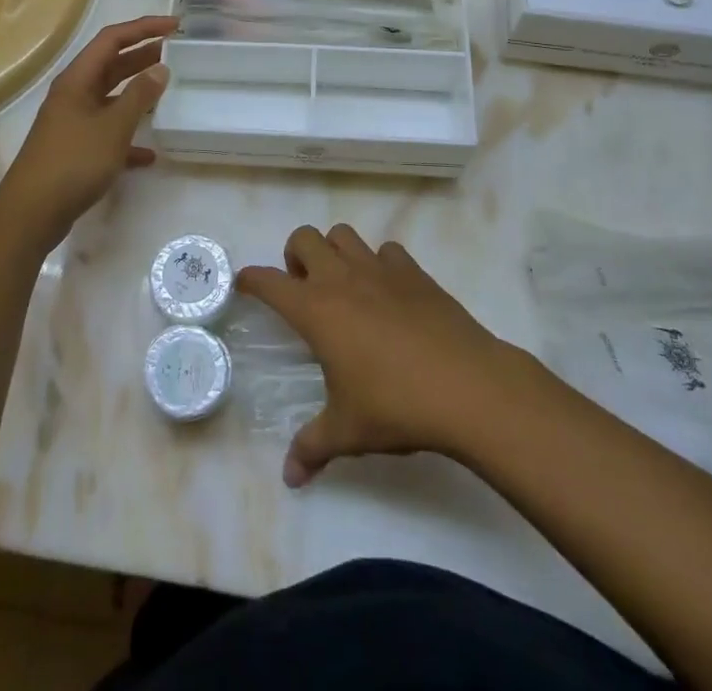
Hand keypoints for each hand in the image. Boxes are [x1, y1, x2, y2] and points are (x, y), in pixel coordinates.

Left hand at [0, 15, 176, 252]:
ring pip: (110, 97)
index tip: (175, 26)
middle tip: (176, 52)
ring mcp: (73, 122)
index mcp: (77, 79)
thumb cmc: (73, 162)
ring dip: (137, 92)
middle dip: (142, 55)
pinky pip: (107, 132)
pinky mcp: (75, 150)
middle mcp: (73, 94)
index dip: (143, 28)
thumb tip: (160, 67)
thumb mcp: (113, 126)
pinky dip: (128, 136)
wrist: (30, 214)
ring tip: (168, 90)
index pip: (112, 39)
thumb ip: (139, 95)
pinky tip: (149, 153)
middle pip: (111, 65)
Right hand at [237, 225, 531, 486]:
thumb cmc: (396, 406)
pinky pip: (387, 250)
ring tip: (343, 286)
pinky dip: (379, 263)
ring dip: (335, 251)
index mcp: (316, 309)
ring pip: (343, 234)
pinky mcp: (414, 271)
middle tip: (304, 289)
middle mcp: (342, 278)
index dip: (251, 279)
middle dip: (295, 256)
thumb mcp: (347, 432)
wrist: (467, 386)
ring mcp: (380, 269)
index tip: (245, 284)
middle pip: (304, 238)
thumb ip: (312, 448)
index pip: (269, 282)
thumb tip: (290, 478)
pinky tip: (388, 293)